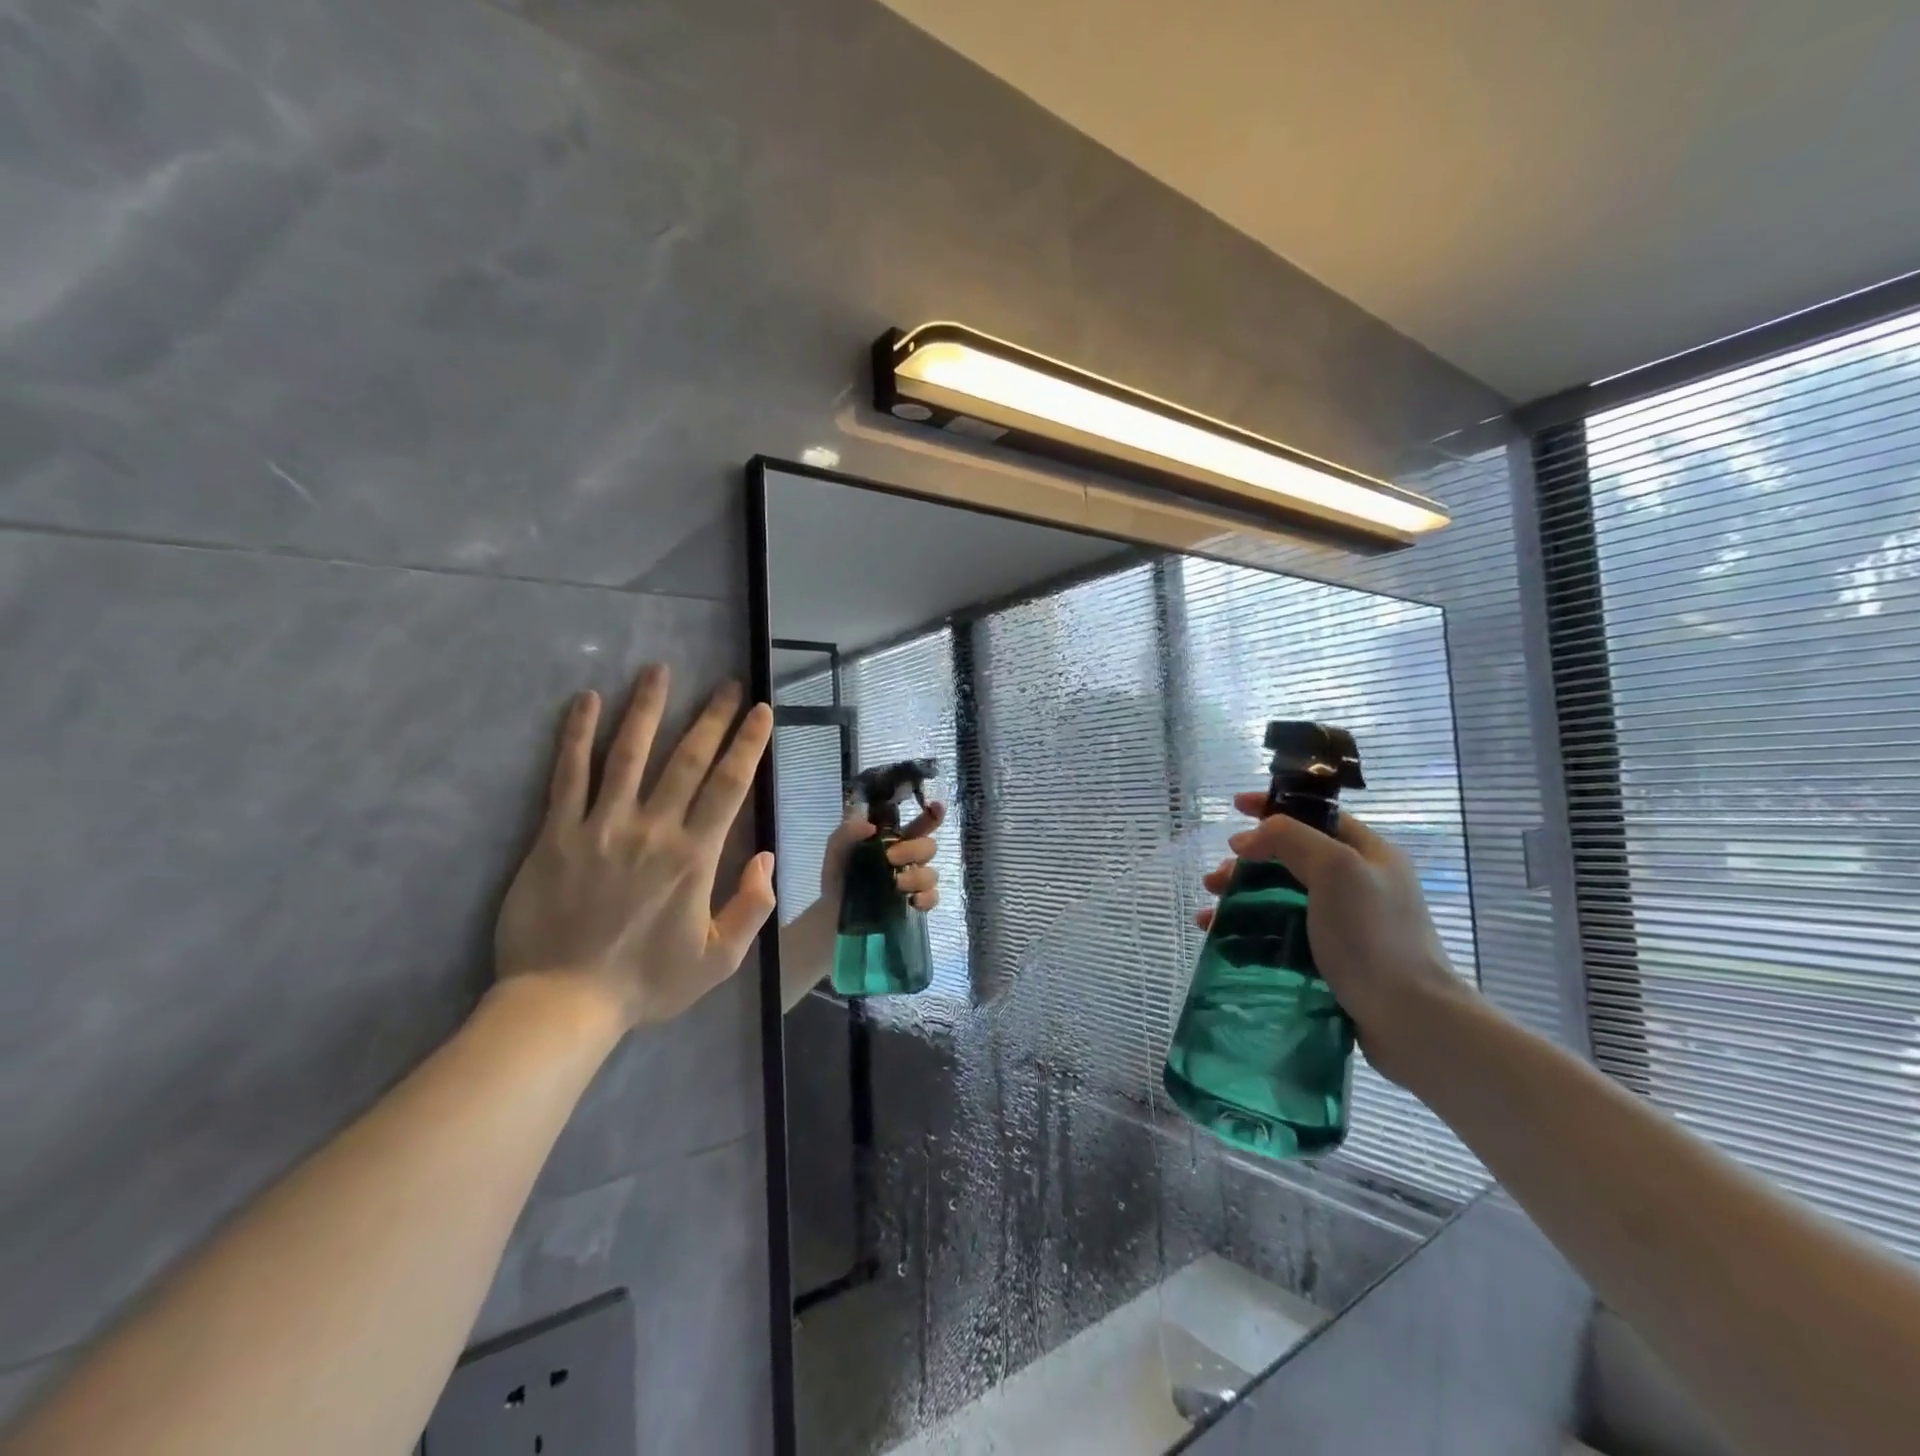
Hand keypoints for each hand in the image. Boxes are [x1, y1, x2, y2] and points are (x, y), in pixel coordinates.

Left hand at [494, 665, 777, 1029]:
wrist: (562, 1004)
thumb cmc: (646, 982)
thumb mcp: (719, 959)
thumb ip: (752, 906)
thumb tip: (768, 856)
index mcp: (694, 857)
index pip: (728, 786)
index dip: (747, 744)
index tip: (761, 711)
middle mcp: (652, 829)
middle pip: (686, 760)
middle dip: (712, 717)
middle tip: (727, 684)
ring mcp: (600, 827)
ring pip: (628, 754)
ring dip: (646, 709)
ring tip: (659, 671)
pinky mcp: (555, 834)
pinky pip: (568, 776)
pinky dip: (577, 735)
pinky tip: (585, 702)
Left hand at [820, 800, 945, 911]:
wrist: (833, 911)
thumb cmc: (840, 872)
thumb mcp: (836, 848)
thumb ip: (848, 831)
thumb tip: (870, 827)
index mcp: (895, 839)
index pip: (920, 824)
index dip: (933, 815)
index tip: (937, 807)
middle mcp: (909, 857)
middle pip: (929, 847)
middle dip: (913, 850)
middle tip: (891, 857)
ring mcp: (914, 881)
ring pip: (931, 874)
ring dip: (917, 877)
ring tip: (896, 884)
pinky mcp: (915, 903)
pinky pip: (932, 898)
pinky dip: (925, 898)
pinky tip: (911, 901)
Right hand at [1197, 792, 1470, 1084]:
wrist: (1409, 1019)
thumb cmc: (1373, 936)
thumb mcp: (1335, 869)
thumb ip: (1289, 838)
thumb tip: (1246, 840)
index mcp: (1369, 854)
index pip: (1316, 815)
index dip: (1274, 807)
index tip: (1235, 807)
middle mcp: (1359, 884)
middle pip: (1291, 858)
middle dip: (1248, 861)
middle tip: (1217, 878)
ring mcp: (1346, 924)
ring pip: (1280, 897)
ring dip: (1241, 897)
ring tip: (1210, 912)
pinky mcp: (1332, 959)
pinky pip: (1281, 933)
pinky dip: (1250, 930)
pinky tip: (1223, 939)